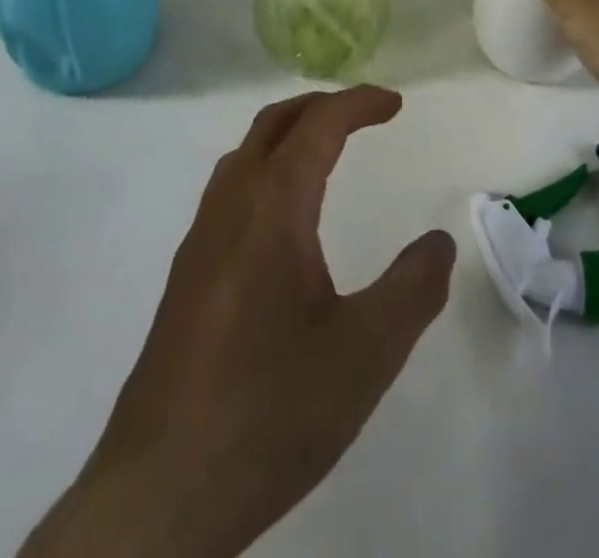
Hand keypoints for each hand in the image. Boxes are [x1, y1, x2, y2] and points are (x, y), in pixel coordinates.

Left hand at [23, 86, 455, 557]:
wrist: (159, 494)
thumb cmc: (270, 411)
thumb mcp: (365, 354)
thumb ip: (413, 289)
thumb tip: (439, 241)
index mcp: (272, 207)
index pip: (318, 125)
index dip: (359, 104)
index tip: (395, 104)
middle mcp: (229, 207)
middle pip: (273, 125)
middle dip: (320, 106)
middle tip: (363, 114)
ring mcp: (199, 241)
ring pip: (243, 156)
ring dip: (287, 135)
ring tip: (324, 152)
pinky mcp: (185, 278)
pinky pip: (228, 192)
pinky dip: (264, 171)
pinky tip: (279, 221)